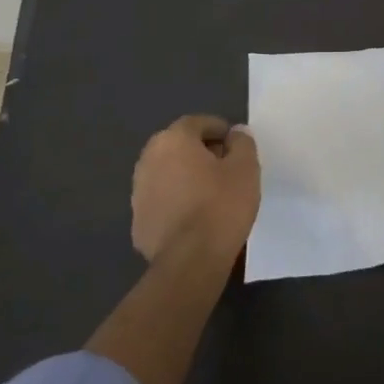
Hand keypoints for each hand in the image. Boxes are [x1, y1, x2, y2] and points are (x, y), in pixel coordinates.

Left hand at [131, 114, 260, 264]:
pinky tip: (195, 219)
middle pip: (178, 146)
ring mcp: (139, 192)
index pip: (197, 123)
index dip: (219, 130)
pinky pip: (161, 201)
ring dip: (185, 177)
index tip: (235, 145)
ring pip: (167, 174)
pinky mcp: (138, 221)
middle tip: (225, 168)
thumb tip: (235, 133)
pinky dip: (176, 202)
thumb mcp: (245, 168)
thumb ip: (242, 143)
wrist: (190, 261)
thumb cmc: (221, 205)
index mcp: (173, 140)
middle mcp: (149, 159)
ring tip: (211, 195)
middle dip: (200, 152)